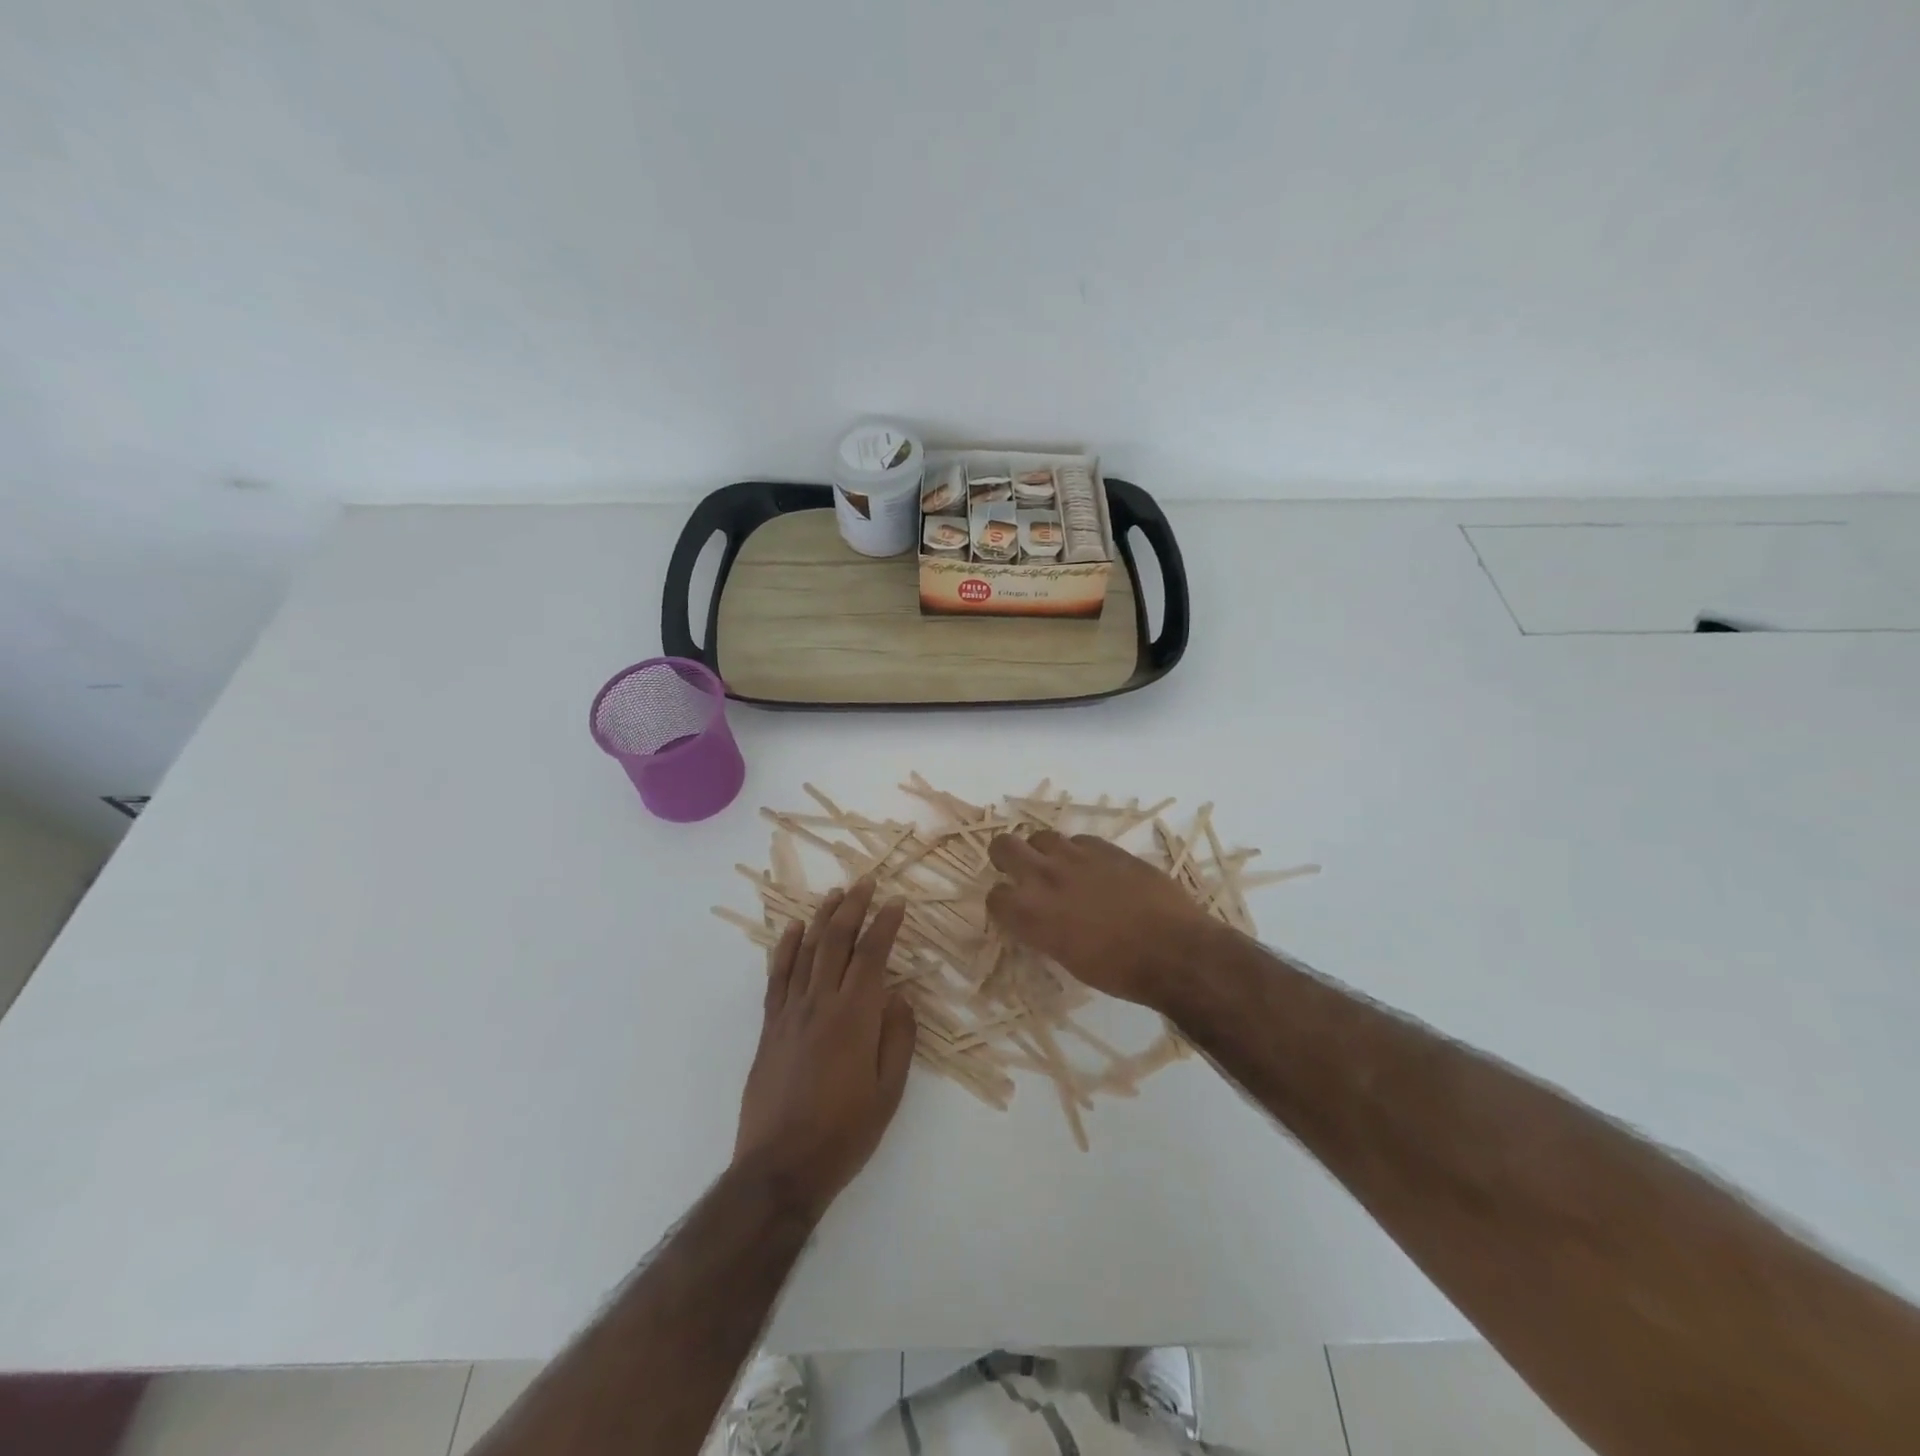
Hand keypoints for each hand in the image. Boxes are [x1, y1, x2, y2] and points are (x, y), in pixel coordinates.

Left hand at [733, 880, 917, 1221]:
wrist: (780, 1167)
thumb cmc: (845, 1133)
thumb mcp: (889, 1091)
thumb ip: (898, 1037)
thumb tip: (898, 996)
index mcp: (855, 1017)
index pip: (872, 955)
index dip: (885, 924)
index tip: (897, 902)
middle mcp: (821, 1003)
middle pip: (837, 942)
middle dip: (853, 907)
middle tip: (866, 882)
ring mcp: (790, 1012)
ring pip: (807, 951)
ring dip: (822, 918)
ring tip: (835, 894)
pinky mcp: (769, 1027)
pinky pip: (777, 977)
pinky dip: (786, 948)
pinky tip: (793, 930)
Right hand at [986, 830, 1216, 1008]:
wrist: (1173, 950)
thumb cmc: (1119, 971)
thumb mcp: (1068, 958)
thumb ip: (1045, 931)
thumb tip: (1040, 920)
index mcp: (1031, 914)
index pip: (995, 896)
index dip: (1001, 903)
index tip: (1012, 909)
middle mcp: (1045, 878)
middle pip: (1004, 846)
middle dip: (1005, 856)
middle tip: (1018, 870)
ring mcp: (1075, 857)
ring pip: (1041, 836)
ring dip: (1042, 851)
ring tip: (1058, 867)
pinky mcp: (1105, 847)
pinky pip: (1079, 840)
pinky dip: (1078, 852)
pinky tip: (1093, 869)